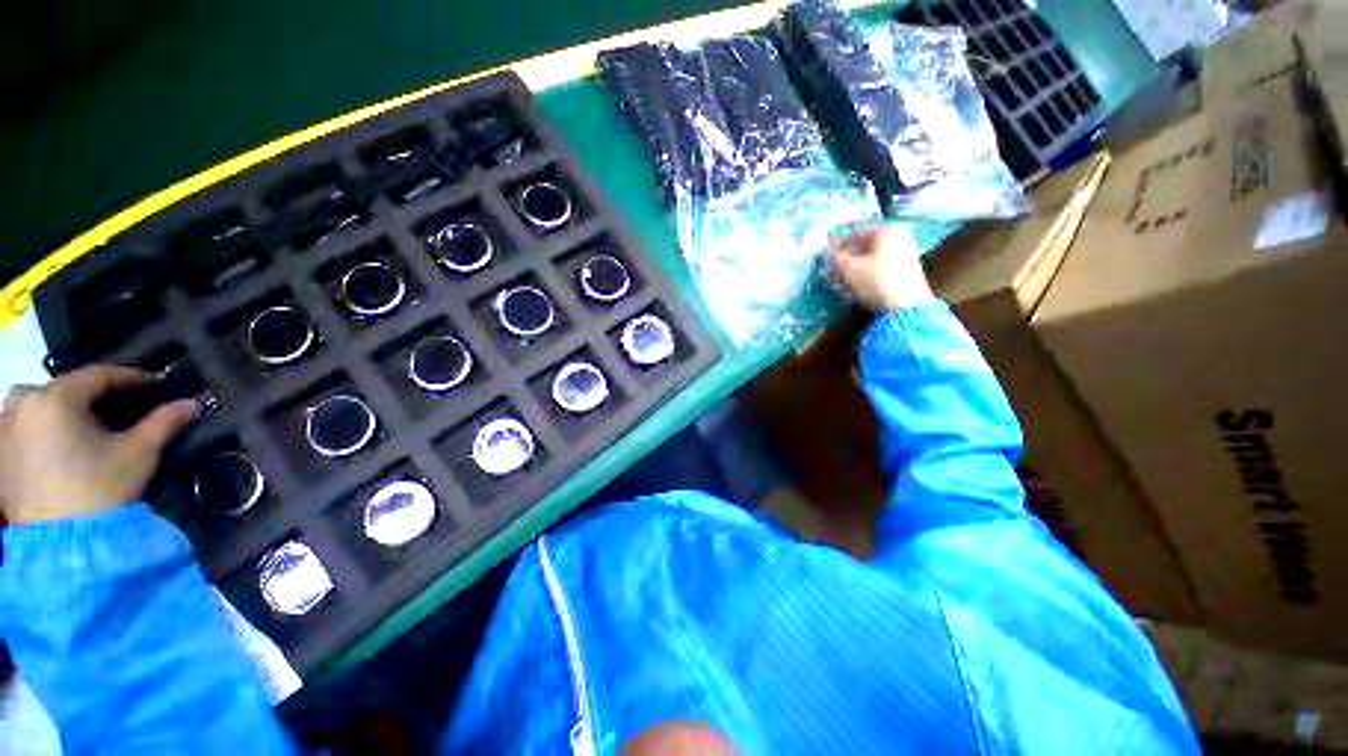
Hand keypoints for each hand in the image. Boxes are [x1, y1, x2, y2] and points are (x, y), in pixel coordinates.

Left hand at [0, 366, 197, 524]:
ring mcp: (4, 429)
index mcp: (57, 397)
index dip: (129, 378)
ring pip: (28, 404)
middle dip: (85, 395)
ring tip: (73, 425)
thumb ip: (164, 422)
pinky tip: (46, 445)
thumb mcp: (140, 453)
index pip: (98, 375)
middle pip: (58, 388)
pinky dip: (30, 428)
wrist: (63, 542)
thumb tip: (192, 403)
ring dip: (51, 408)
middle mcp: (24, 404)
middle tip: (111, 410)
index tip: (153, 385)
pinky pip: (13, 428)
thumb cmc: (101, 489)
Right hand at [829, 225, 935, 311]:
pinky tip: (854, 288)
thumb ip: (835, 258)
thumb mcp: (849, 269)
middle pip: (863, 247)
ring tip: (840, 283)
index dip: (836, 247)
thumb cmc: (876, 280)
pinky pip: (878, 268)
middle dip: (845, 260)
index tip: (826, 260)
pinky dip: (865, 275)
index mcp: (886, 230)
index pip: (854, 234)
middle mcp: (897, 237)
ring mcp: (904, 254)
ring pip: (870, 259)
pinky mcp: (905, 270)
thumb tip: (827, 254)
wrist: (906, 305)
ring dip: (853, 269)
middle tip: (831, 272)